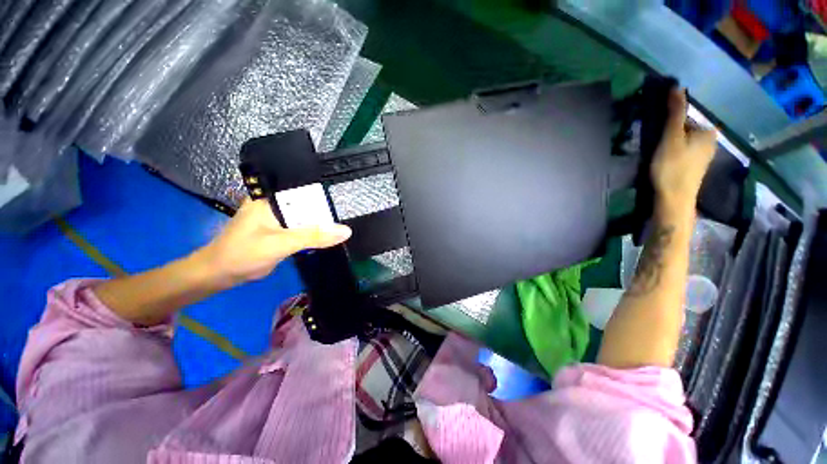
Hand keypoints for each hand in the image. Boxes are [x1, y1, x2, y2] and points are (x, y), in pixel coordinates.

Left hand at [199, 198, 351, 283]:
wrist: (220, 274)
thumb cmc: (245, 253)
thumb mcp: (282, 243)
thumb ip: (314, 236)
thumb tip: (346, 231)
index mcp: (272, 199)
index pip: (306, 193)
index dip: (326, 199)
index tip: (348, 206)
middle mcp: (275, 205)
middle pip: (308, 206)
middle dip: (325, 214)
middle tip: (348, 220)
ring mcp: (277, 219)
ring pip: (305, 218)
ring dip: (320, 225)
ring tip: (341, 228)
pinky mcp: (278, 232)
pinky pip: (301, 229)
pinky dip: (312, 234)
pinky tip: (325, 237)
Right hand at [651, 88, 716, 213]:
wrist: (674, 199)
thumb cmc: (672, 167)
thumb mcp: (671, 138)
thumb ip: (675, 113)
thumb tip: (677, 86)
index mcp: (707, 130)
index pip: (684, 116)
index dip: (667, 122)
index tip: (655, 132)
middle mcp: (710, 140)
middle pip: (684, 128)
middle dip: (669, 132)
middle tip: (654, 144)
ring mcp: (704, 154)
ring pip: (683, 140)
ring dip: (669, 143)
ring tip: (656, 154)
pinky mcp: (696, 165)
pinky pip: (683, 150)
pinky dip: (673, 152)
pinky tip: (664, 161)